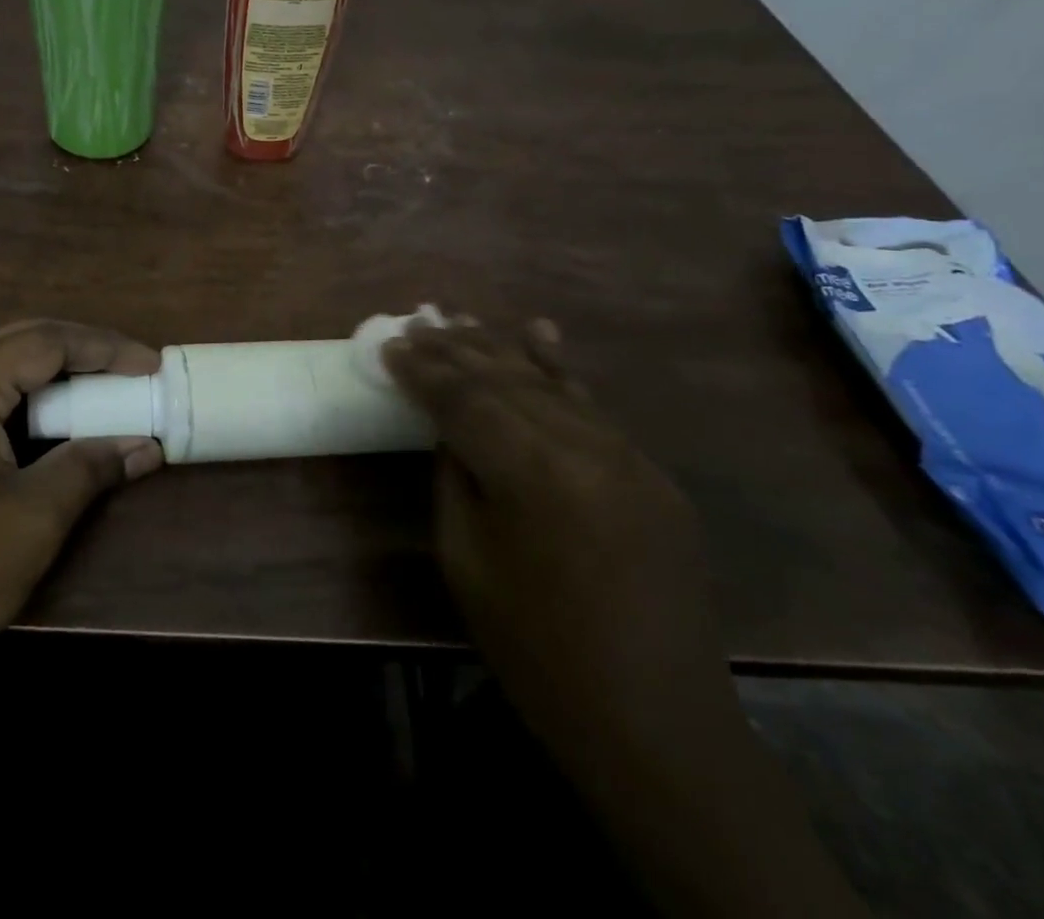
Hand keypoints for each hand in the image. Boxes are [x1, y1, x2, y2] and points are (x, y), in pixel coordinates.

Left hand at [0, 319, 164, 720]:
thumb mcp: (33, 519)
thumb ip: (91, 466)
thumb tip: (146, 445)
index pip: (44, 342)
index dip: (105, 349)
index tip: (153, 366)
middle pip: (20, 340)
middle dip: (82, 350)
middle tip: (133, 370)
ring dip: (54, 373)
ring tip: (103, 390)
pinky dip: (25, 398)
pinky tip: (53, 422)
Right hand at [382, 318, 727, 752]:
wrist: (653, 723)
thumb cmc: (537, 650)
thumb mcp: (466, 561)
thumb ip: (454, 478)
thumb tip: (449, 428)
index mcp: (533, 474)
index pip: (464, 400)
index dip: (422, 371)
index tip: (390, 347)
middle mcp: (585, 448)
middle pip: (506, 379)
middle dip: (455, 349)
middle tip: (417, 322)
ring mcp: (628, 456)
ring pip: (549, 382)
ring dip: (500, 348)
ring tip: (459, 319)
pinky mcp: (651, 473)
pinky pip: (591, 407)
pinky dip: (559, 368)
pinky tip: (539, 332)